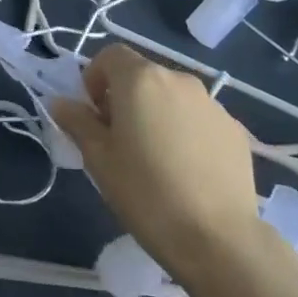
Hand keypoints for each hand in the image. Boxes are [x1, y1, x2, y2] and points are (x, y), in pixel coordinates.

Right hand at [49, 44, 261, 276]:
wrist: (219, 241)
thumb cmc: (147, 194)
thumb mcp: (99, 159)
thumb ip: (78, 122)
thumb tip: (62, 103)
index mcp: (140, 79)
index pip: (110, 55)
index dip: (95, 78)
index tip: (94, 114)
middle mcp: (178, 79)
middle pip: (142, 75)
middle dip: (126, 97)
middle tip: (120, 140)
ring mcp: (212, 104)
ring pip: (172, 97)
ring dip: (158, 113)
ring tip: (157, 159)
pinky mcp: (236, 130)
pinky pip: (199, 119)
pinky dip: (187, 132)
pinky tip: (188, 172)